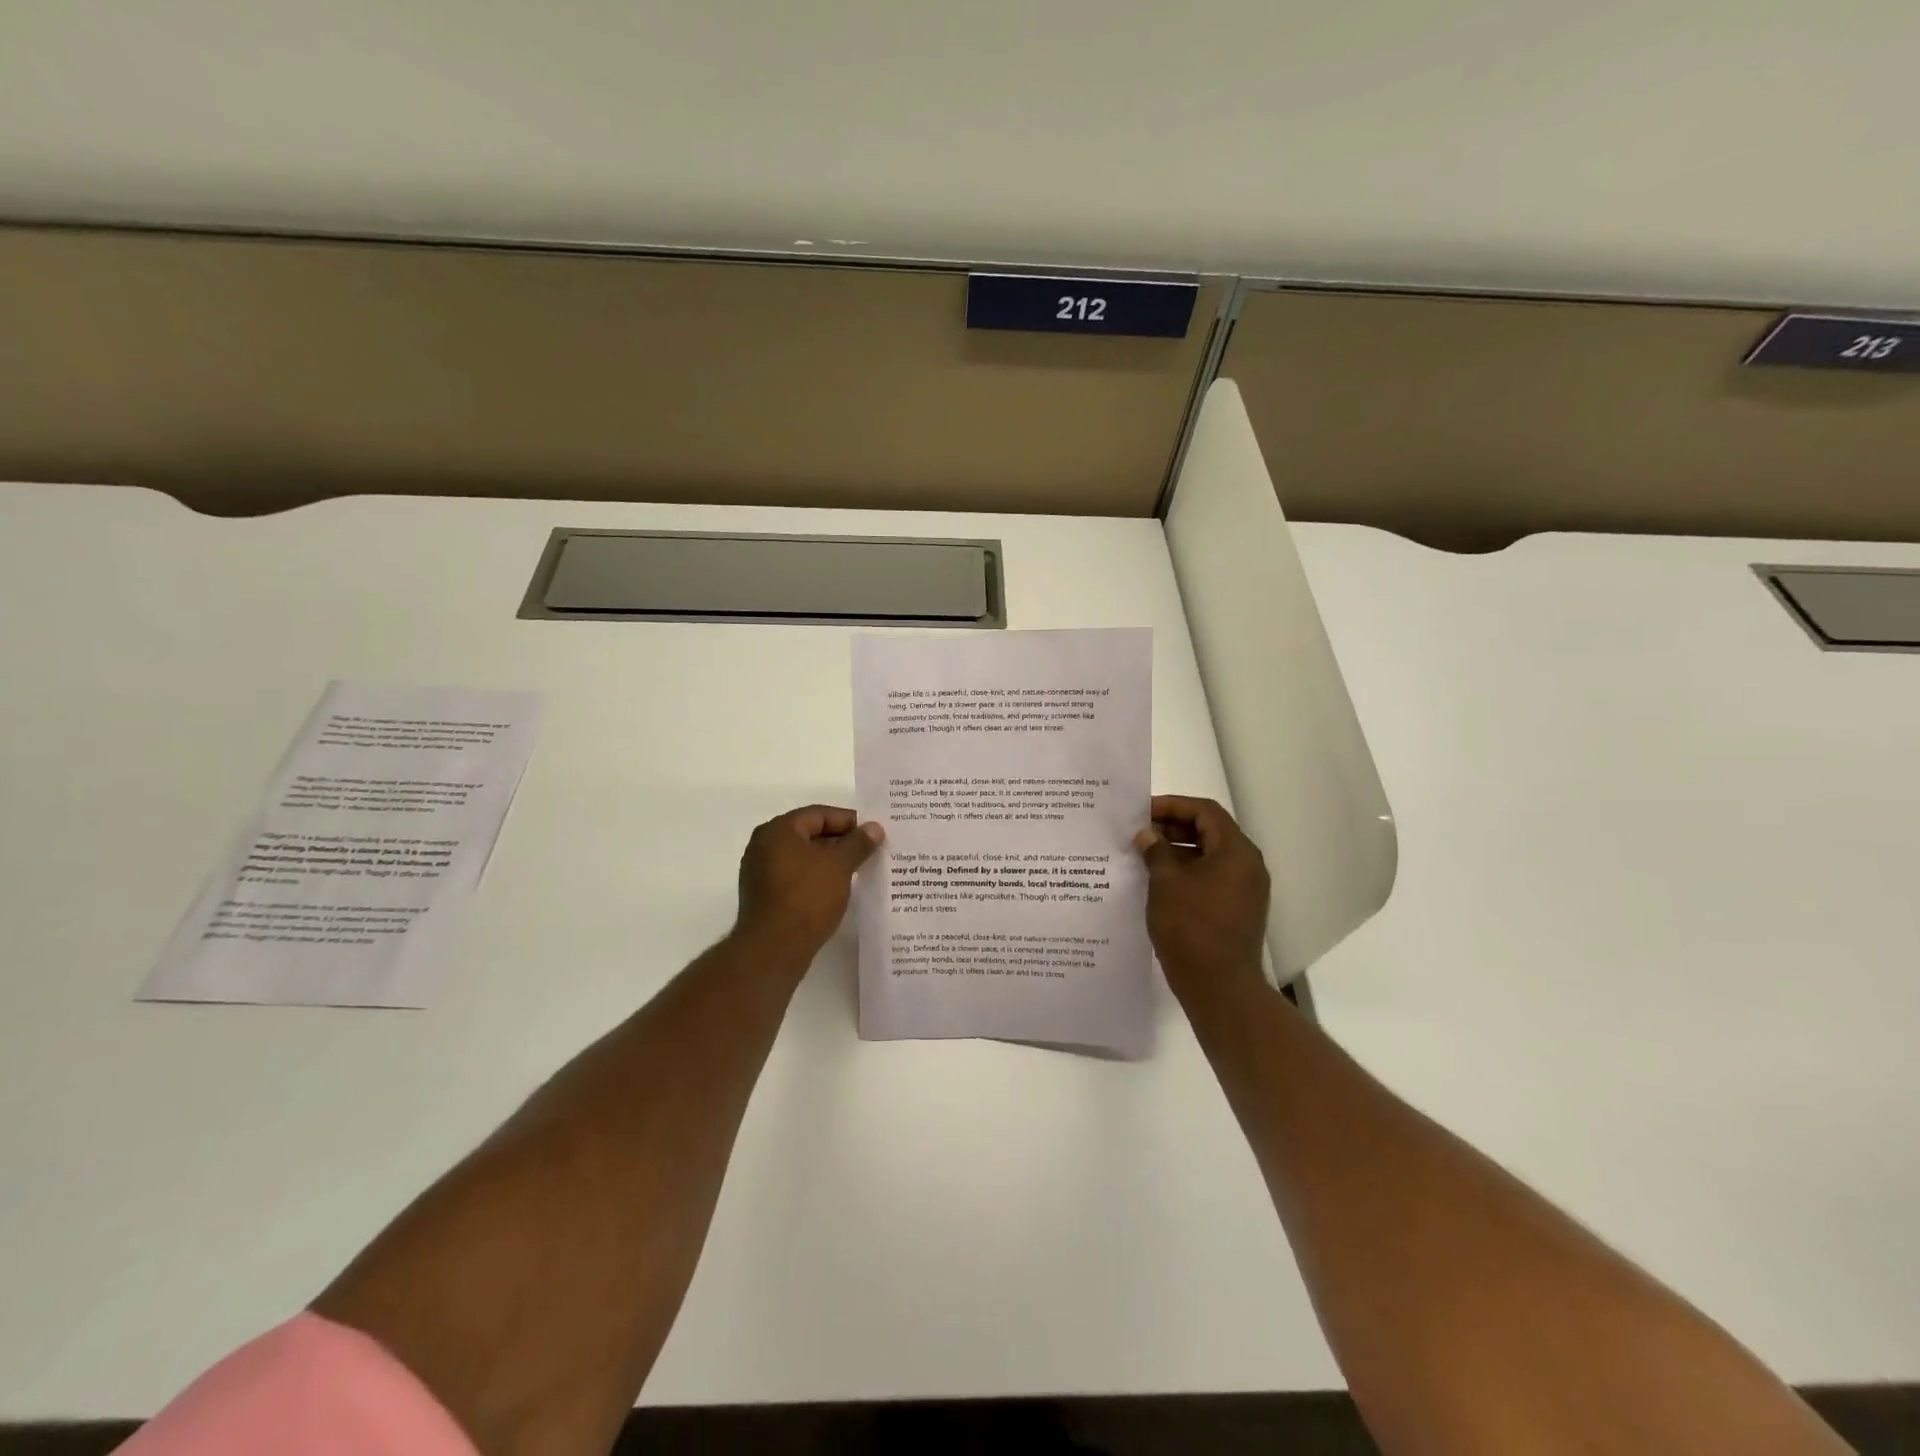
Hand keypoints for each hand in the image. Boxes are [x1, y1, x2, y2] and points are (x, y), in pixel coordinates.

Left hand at [734, 804, 883, 956]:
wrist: (773, 949)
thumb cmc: (807, 897)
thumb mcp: (840, 865)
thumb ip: (858, 843)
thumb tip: (874, 827)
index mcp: (778, 830)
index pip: (819, 814)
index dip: (849, 821)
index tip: (873, 833)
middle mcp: (763, 845)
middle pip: (809, 834)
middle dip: (840, 842)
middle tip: (869, 851)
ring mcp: (760, 871)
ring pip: (802, 857)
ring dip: (829, 861)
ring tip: (857, 870)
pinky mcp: (763, 895)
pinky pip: (795, 877)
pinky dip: (815, 878)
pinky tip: (836, 889)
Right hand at [1134, 795, 1270, 993]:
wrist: (1219, 987)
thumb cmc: (1191, 927)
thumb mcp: (1166, 883)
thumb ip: (1156, 851)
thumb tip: (1147, 835)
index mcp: (1236, 851)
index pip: (1205, 812)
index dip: (1172, 806)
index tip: (1142, 812)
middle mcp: (1247, 866)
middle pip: (1210, 831)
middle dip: (1173, 828)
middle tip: (1140, 833)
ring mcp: (1245, 890)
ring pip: (1209, 856)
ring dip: (1178, 851)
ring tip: (1144, 856)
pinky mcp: (1237, 910)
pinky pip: (1211, 878)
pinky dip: (1186, 872)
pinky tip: (1158, 881)